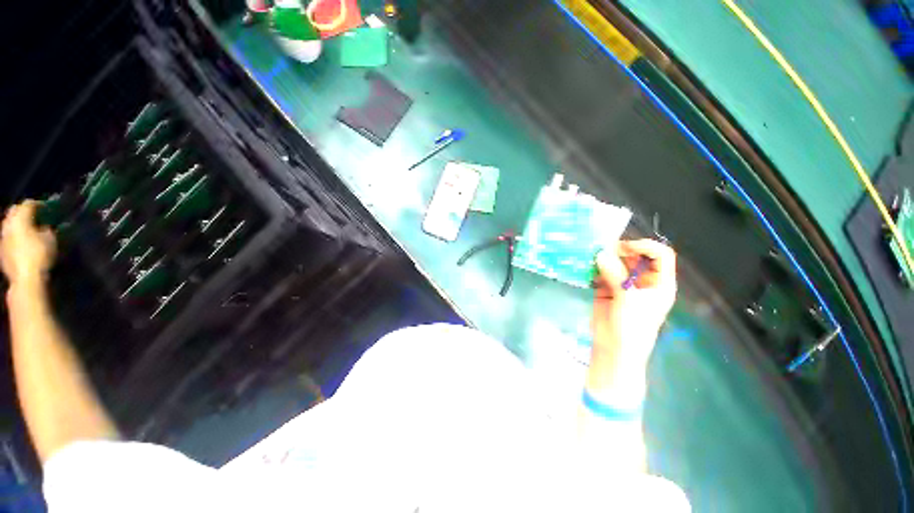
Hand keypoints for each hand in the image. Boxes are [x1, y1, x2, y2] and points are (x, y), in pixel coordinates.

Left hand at [1, 200, 56, 286]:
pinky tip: (21, 241)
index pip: (28, 204)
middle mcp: (8, 224)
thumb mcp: (50, 240)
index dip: (38, 204)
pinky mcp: (2, 249)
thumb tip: (45, 226)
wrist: (25, 278)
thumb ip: (46, 229)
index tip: (47, 208)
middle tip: (35, 215)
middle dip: (23, 211)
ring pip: (9, 223)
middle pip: (14, 211)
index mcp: (20, 219)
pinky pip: (7, 236)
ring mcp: (3, 238)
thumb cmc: (39, 255)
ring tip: (28, 228)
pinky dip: (14, 234)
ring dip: (17, 223)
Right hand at [592, 239, 676, 370]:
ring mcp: (623, 284)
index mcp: (659, 282)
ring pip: (616, 263)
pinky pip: (601, 273)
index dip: (645, 246)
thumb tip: (600, 253)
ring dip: (604, 258)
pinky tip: (586, 268)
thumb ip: (615, 274)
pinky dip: (593, 269)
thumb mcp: (628, 299)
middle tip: (602, 250)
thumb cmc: (631, 327)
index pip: (660, 255)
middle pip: (636, 256)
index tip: (624, 248)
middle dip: (620, 251)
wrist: (614, 349)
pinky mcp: (606, 289)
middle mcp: (642, 280)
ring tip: (591, 256)